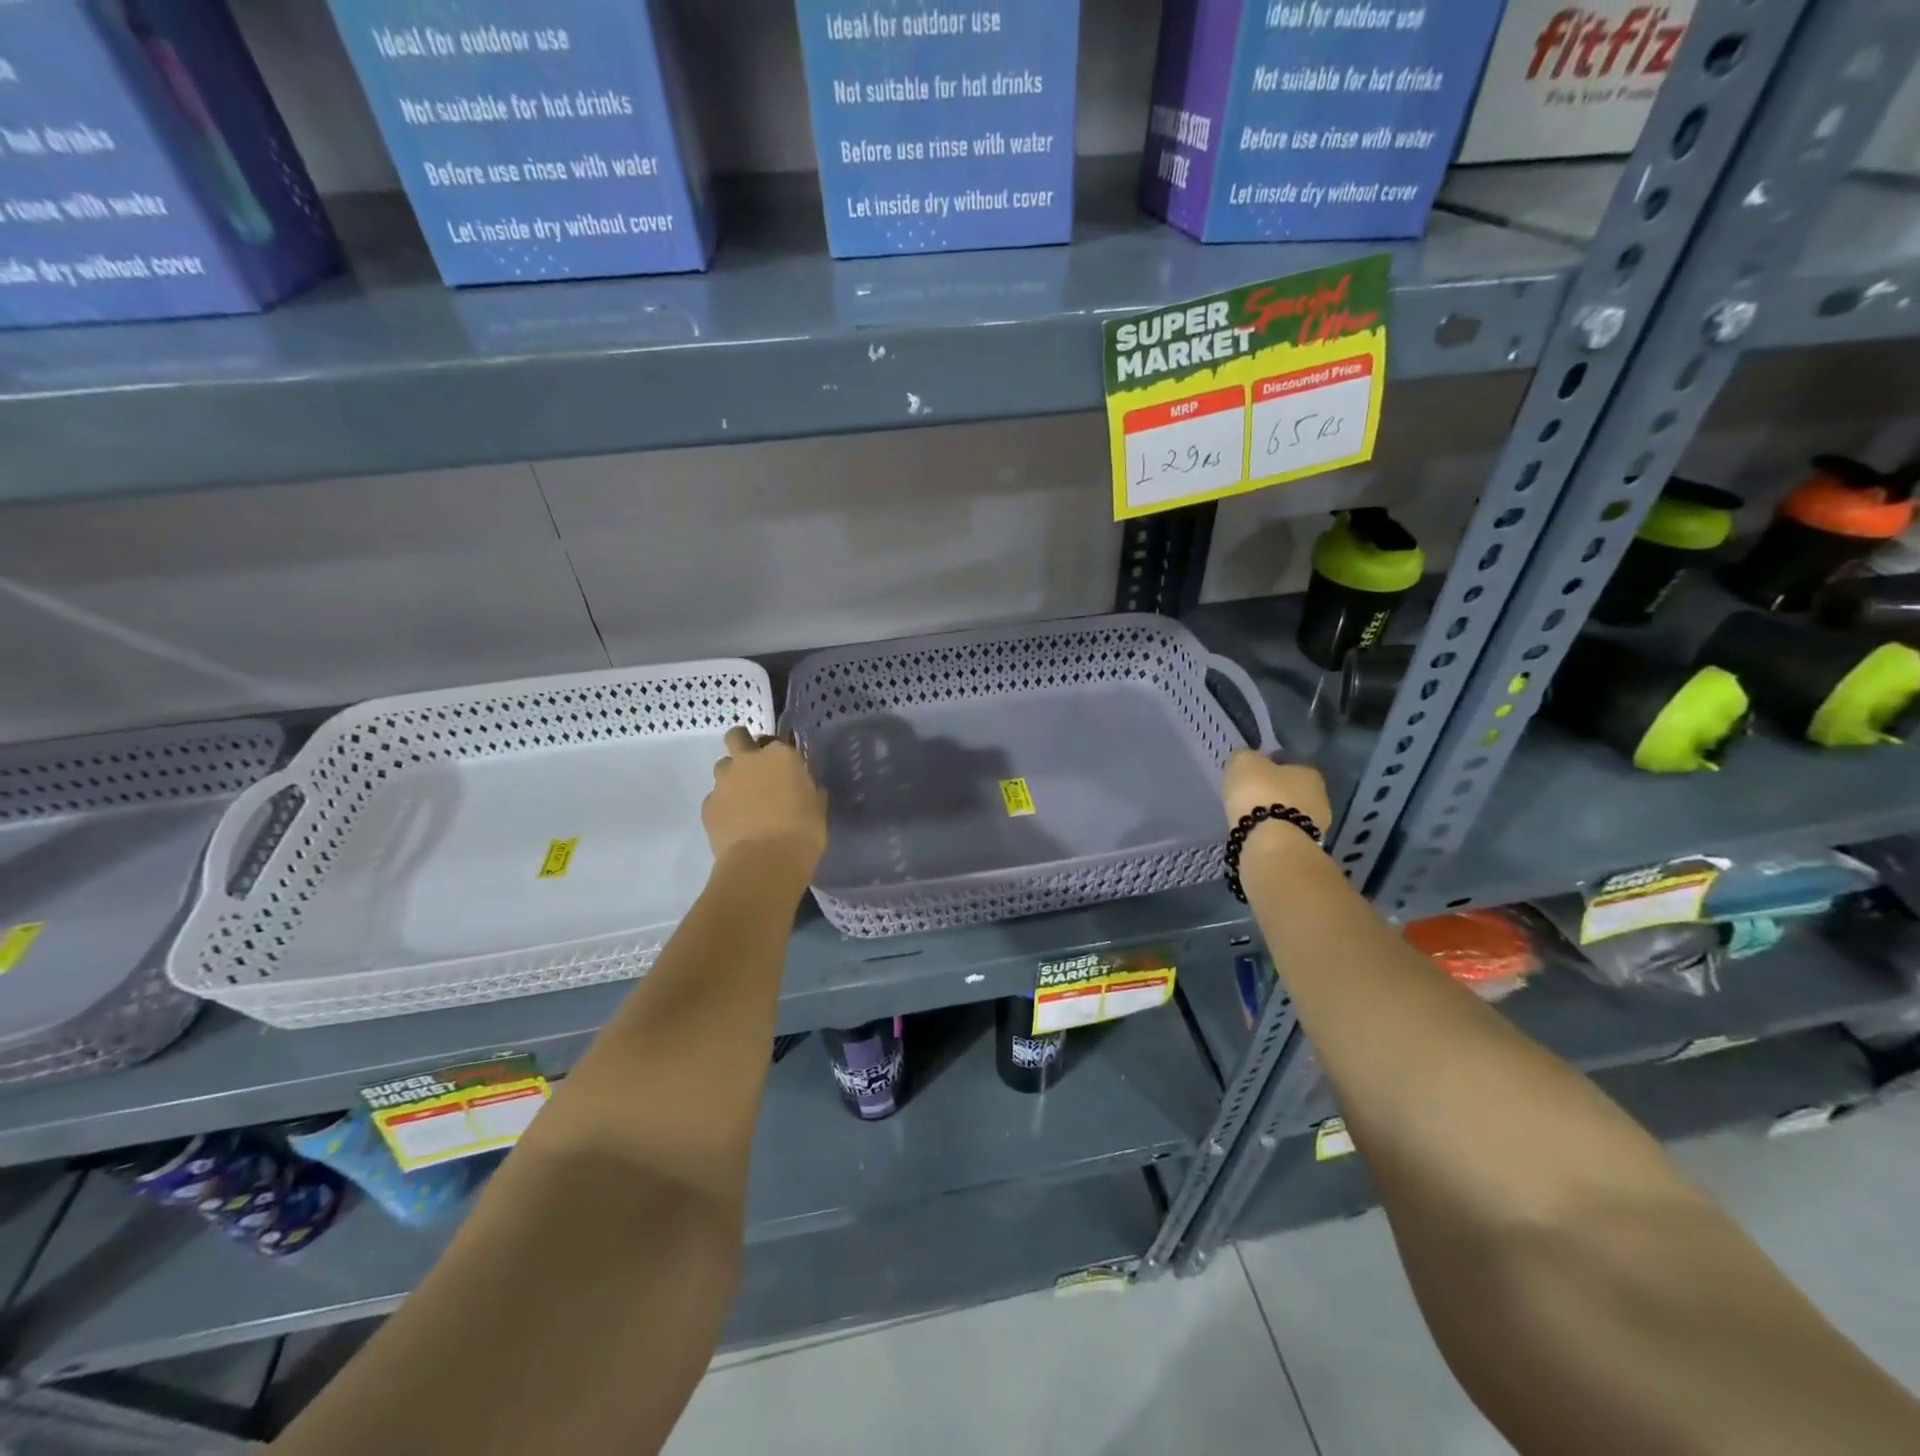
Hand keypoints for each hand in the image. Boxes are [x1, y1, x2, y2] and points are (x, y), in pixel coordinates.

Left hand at [703, 727, 828, 871]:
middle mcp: (748, 760)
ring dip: (732, 778)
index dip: (778, 754)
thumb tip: (804, 789)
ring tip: (743, 802)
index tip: (784, 770)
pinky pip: (715, 799)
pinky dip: (723, 807)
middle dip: (742, 746)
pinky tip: (735, 825)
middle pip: (736, 737)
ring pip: (722, 767)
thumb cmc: (802, 833)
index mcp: (780, 755)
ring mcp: (723, 782)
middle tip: (754, 769)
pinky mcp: (708, 805)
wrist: (764, 863)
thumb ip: (808, 790)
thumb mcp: (817, 807)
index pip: (776, 741)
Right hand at [1222, 750, 1331, 837]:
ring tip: (1251, 820)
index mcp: (1309, 772)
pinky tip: (1257, 835)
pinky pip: (1285, 835)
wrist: (1272, 842)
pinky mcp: (1305, 848)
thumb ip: (1245, 756)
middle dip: (1275, 794)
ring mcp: (1317, 826)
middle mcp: (1320, 797)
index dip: (1270, 768)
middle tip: (1251, 798)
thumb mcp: (1243, 763)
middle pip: (1293, 792)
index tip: (1253, 774)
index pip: (1290, 765)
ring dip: (1275, 816)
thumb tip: (1246, 756)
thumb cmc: (1260, 794)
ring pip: (1291, 815)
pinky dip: (1273, 834)